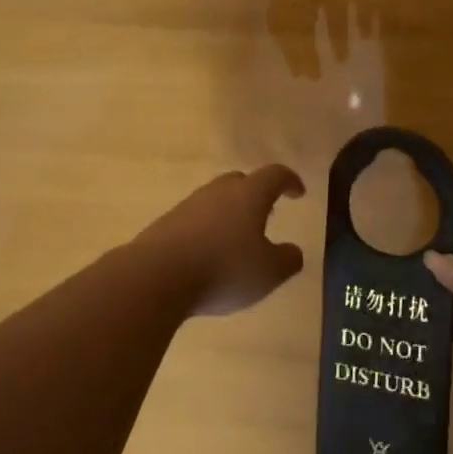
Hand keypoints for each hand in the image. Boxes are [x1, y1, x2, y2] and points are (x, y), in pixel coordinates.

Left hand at [136, 165, 306, 315]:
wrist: (154, 278)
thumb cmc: (223, 269)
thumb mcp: (269, 273)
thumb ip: (288, 260)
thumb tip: (293, 252)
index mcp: (249, 195)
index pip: (275, 175)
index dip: (289, 181)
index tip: (298, 192)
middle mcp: (218, 192)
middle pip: (241, 181)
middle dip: (257, 194)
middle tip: (267, 215)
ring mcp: (188, 206)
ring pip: (215, 200)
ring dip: (230, 214)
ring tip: (237, 239)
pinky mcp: (165, 224)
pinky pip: (194, 220)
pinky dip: (207, 231)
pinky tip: (208, 255)